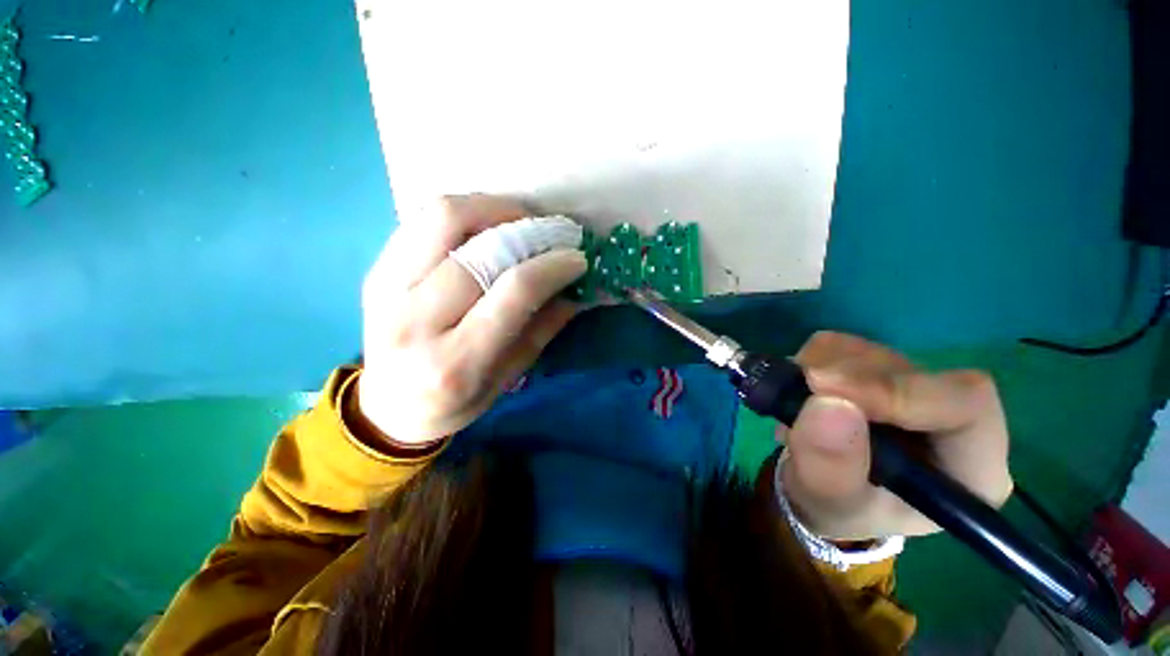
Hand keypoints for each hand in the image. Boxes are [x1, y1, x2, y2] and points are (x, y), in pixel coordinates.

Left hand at [357, 195, 586, 445]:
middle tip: (555, 231)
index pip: (513, 292)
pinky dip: (463, 212)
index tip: (577, 257)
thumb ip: (542, 329)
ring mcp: (387, 290)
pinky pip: (421, 219)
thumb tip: (576, 289)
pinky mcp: (376, 270)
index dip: (551, 266)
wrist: (387, 408)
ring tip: (522, 218)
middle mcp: (416, 321)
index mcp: (457, 361)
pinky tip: (487, 223)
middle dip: (529, 231)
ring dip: (493, 208)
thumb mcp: (508, 378)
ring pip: (442, 218)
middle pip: (479, 250)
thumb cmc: (455, 403)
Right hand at [779, 331, 1012, 539]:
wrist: (820, 490)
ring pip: (872, 352)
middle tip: (797, 393)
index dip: (899, 390)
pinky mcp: (877, 368)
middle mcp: (951, 417)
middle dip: (844, 378)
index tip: (827, 391)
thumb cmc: (837, 507)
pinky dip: (810, 360)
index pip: (967, 404)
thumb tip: (827, 402)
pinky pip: (842, 345)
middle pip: (910, 370)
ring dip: (821, 369)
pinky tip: (801, 391)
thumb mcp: (829, 502)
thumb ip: (831, 466)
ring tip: (795, 406)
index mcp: (970, 466)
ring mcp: (912, 386)